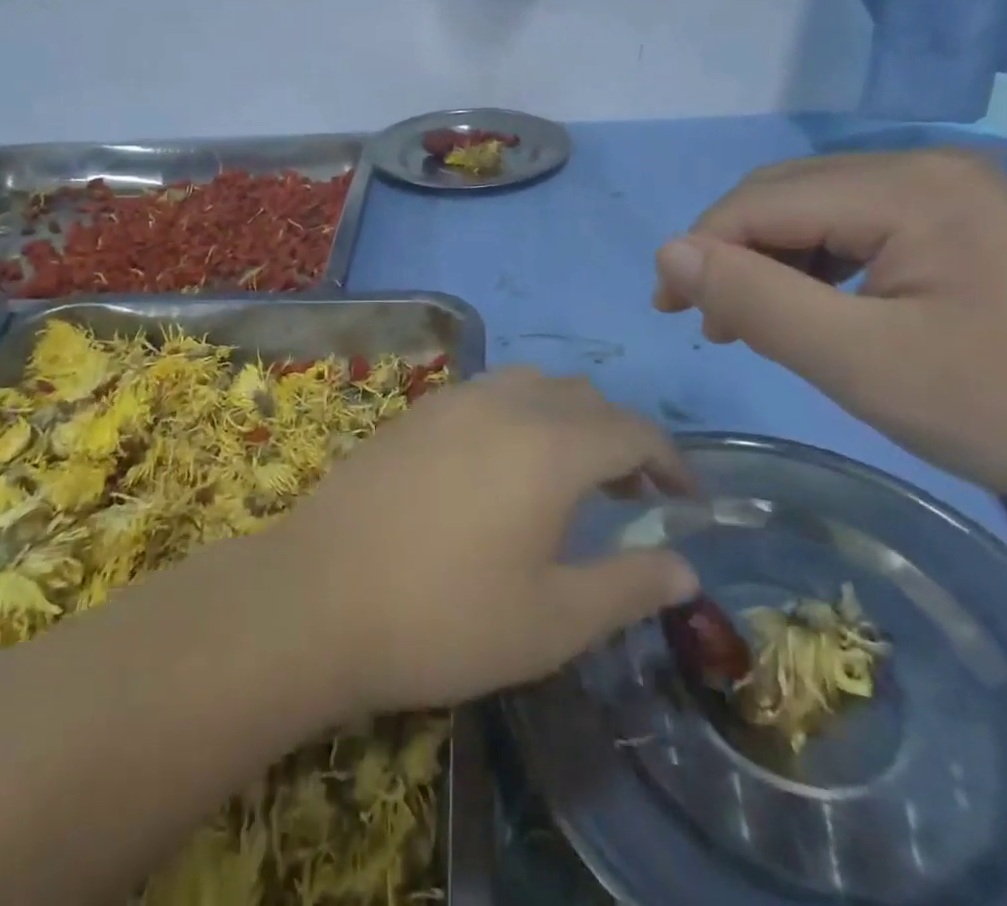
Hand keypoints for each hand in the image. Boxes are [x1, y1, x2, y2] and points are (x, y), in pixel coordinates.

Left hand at [271, 369, 700, 714]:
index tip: (687, 497)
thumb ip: (627, 586)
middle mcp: (506, 404)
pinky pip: (487, 393)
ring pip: (533, 385)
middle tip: (629, 494)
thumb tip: (684, 566)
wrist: (319, 597)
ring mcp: (454, 400)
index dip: (671, 461)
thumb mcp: (552, 621)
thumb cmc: (445, 617)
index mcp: (551, 447)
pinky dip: (518, 414)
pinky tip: (499, 465)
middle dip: (621, 438)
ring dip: (567, 418)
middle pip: (585, 399)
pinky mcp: (415, 412)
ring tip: (567, 474)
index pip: (633, 431)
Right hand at [651, 148, 1006, 522]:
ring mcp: (956, 195)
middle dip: (735, 254)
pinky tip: (822, 311)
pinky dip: (822, 267)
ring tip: (756, 324)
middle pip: (789, 196)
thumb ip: (755, 300)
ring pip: (823, 212)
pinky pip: (865, 230)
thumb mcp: (861, 362)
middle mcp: (927, 168)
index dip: (701, 250)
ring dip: (774, 262)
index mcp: (904, 186)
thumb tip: (667, 251)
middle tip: (710, 322)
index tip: (669, 311)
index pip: (761, 202)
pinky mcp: (972, 227)